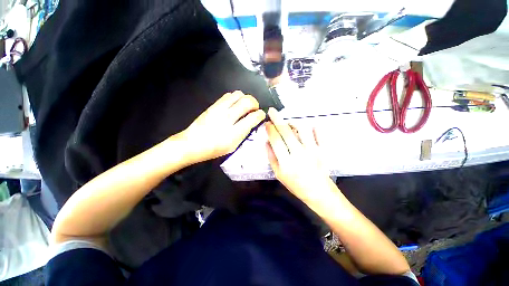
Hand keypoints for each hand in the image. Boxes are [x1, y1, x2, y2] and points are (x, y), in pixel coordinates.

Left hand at [179, 91, 265, 163]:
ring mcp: (219, 110)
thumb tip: (252, 122)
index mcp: (234, 133)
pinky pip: (228, 95)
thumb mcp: (233, 147)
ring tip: (245, 106)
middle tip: (255, 108)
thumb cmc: (214, 149)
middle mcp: (227, 118)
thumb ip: (244, 134)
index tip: (261, 115)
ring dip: (245, 98)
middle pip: (247, 101)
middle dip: (255, 103)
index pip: (253, 118)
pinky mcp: (213, 105)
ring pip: (238, 94)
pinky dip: (235, 97)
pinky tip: (235, 105)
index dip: (260, 114)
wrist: (191, 144)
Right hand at [266, 108, 333, 202]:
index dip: (270, 129)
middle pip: (286, 132)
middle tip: (272, 111)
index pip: (276, 140)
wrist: (319, 192)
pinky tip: (310, 126)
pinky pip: (319, 134)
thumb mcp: (279, 174)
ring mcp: (312, 150)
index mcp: (286, 162)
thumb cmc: (296, 185)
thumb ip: (271, 157)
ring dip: (293, 122)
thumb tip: (267, 142)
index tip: (267, 123)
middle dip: (277, 119)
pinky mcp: (323, 150)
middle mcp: (299, 153)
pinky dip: (314, 127)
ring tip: (289, 123)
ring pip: (302, 129)